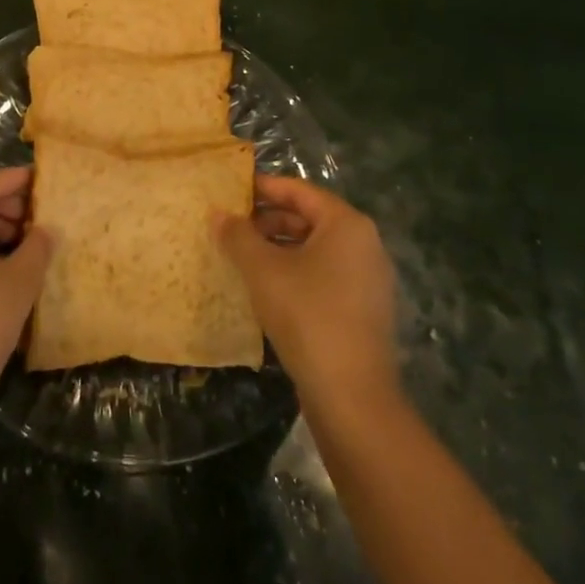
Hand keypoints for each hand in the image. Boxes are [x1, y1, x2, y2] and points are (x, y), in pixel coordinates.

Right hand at [217, 175, 399, 411]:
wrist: (351, 396)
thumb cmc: (307, 315)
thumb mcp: (263, 270)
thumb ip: (238, 236)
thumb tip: (217, 213)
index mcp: (346, 224)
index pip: (298, 191)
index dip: (263, 187)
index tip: (230, 190)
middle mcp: (364, 244)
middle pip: (308, 218)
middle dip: (267, 220)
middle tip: (230, 225)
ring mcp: (367, 279)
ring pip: (314, 249)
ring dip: (278, 248)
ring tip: (241, 255)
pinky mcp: (362, 309)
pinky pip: (323, 275)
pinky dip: (294, 272)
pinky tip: (264, 287)